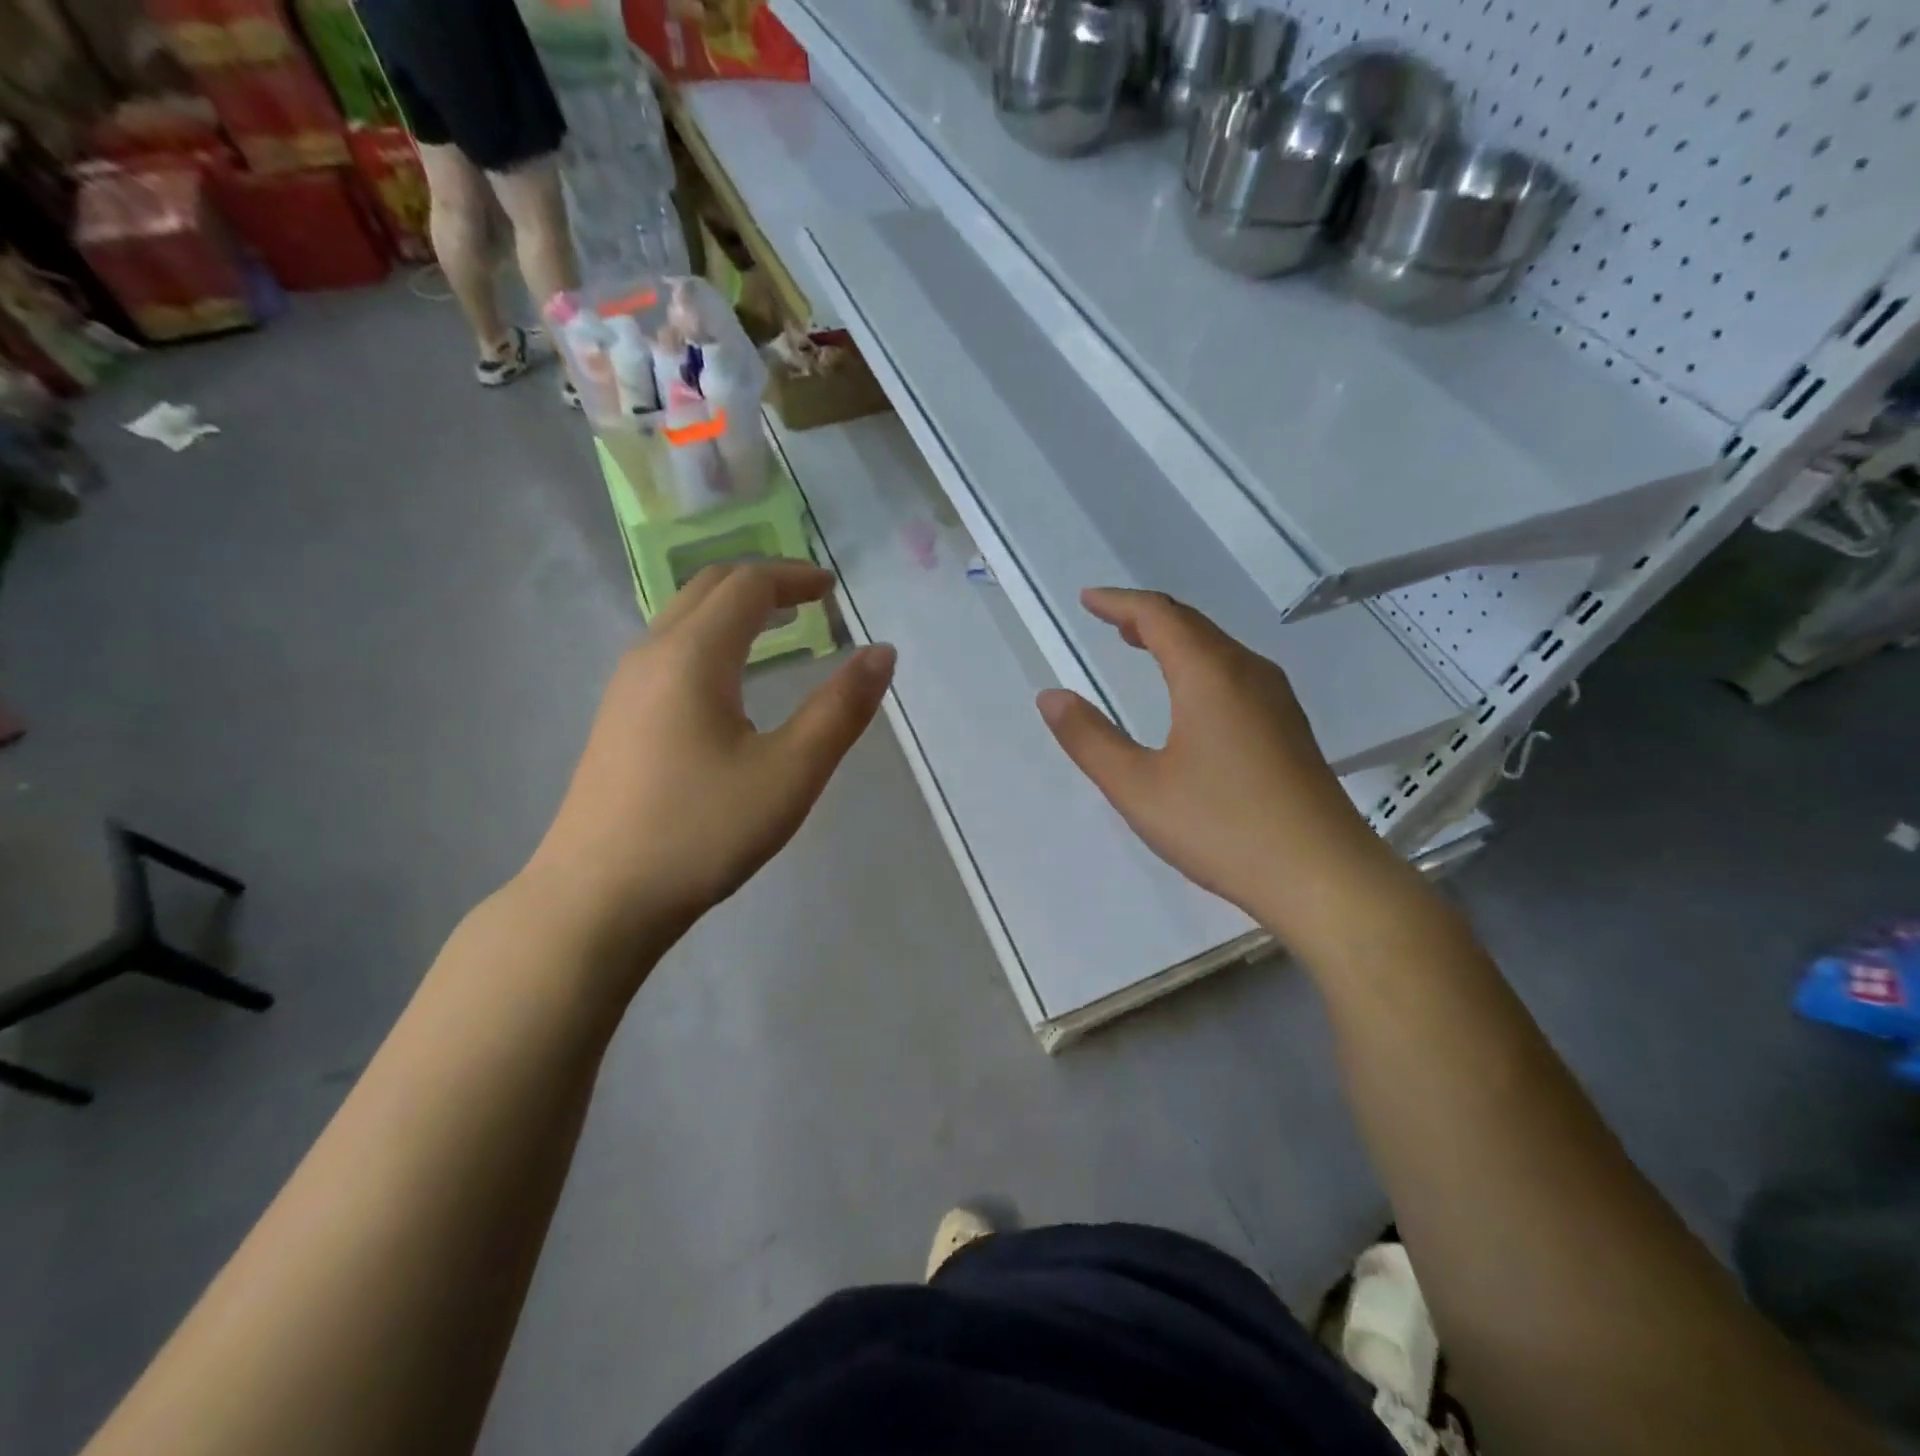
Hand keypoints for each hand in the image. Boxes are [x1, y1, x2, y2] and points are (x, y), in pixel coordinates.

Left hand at [524, 560, 893, 966]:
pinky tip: (729, 681)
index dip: (793, 577)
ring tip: (778, 630)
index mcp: (692, 656)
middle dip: (763, 582)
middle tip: (811, 600)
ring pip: (683, 618)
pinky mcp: (617, 719)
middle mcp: (651, 655)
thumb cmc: (701, 832)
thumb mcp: (789, 773)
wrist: (597, 899)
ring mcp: (625, 687)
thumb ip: (840, 709)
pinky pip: (669, 650)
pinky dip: (711, 639)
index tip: (833, 591)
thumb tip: (882, 653)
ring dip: (734, 609)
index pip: (747, 585)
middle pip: (708, 588)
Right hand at [1037, 588, 1398, 939]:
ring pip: (1218, 648)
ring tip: (1141, 645)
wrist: (1324, 876)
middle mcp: (1248, 673)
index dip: (1118, 603)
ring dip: (1175, 638)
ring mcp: (1276, 700)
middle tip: (1108, 619)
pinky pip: (1235, 673)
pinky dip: (1199, 664)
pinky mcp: (1289, 728)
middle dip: (1146, 616)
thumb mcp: (1138, 788)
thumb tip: (1050, 696)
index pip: (1159, 616)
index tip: (1086, 599)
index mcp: (1209, 676)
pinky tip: (1190, 695)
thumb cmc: (1223, 827)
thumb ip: (1089, 739)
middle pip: (1192, 624)